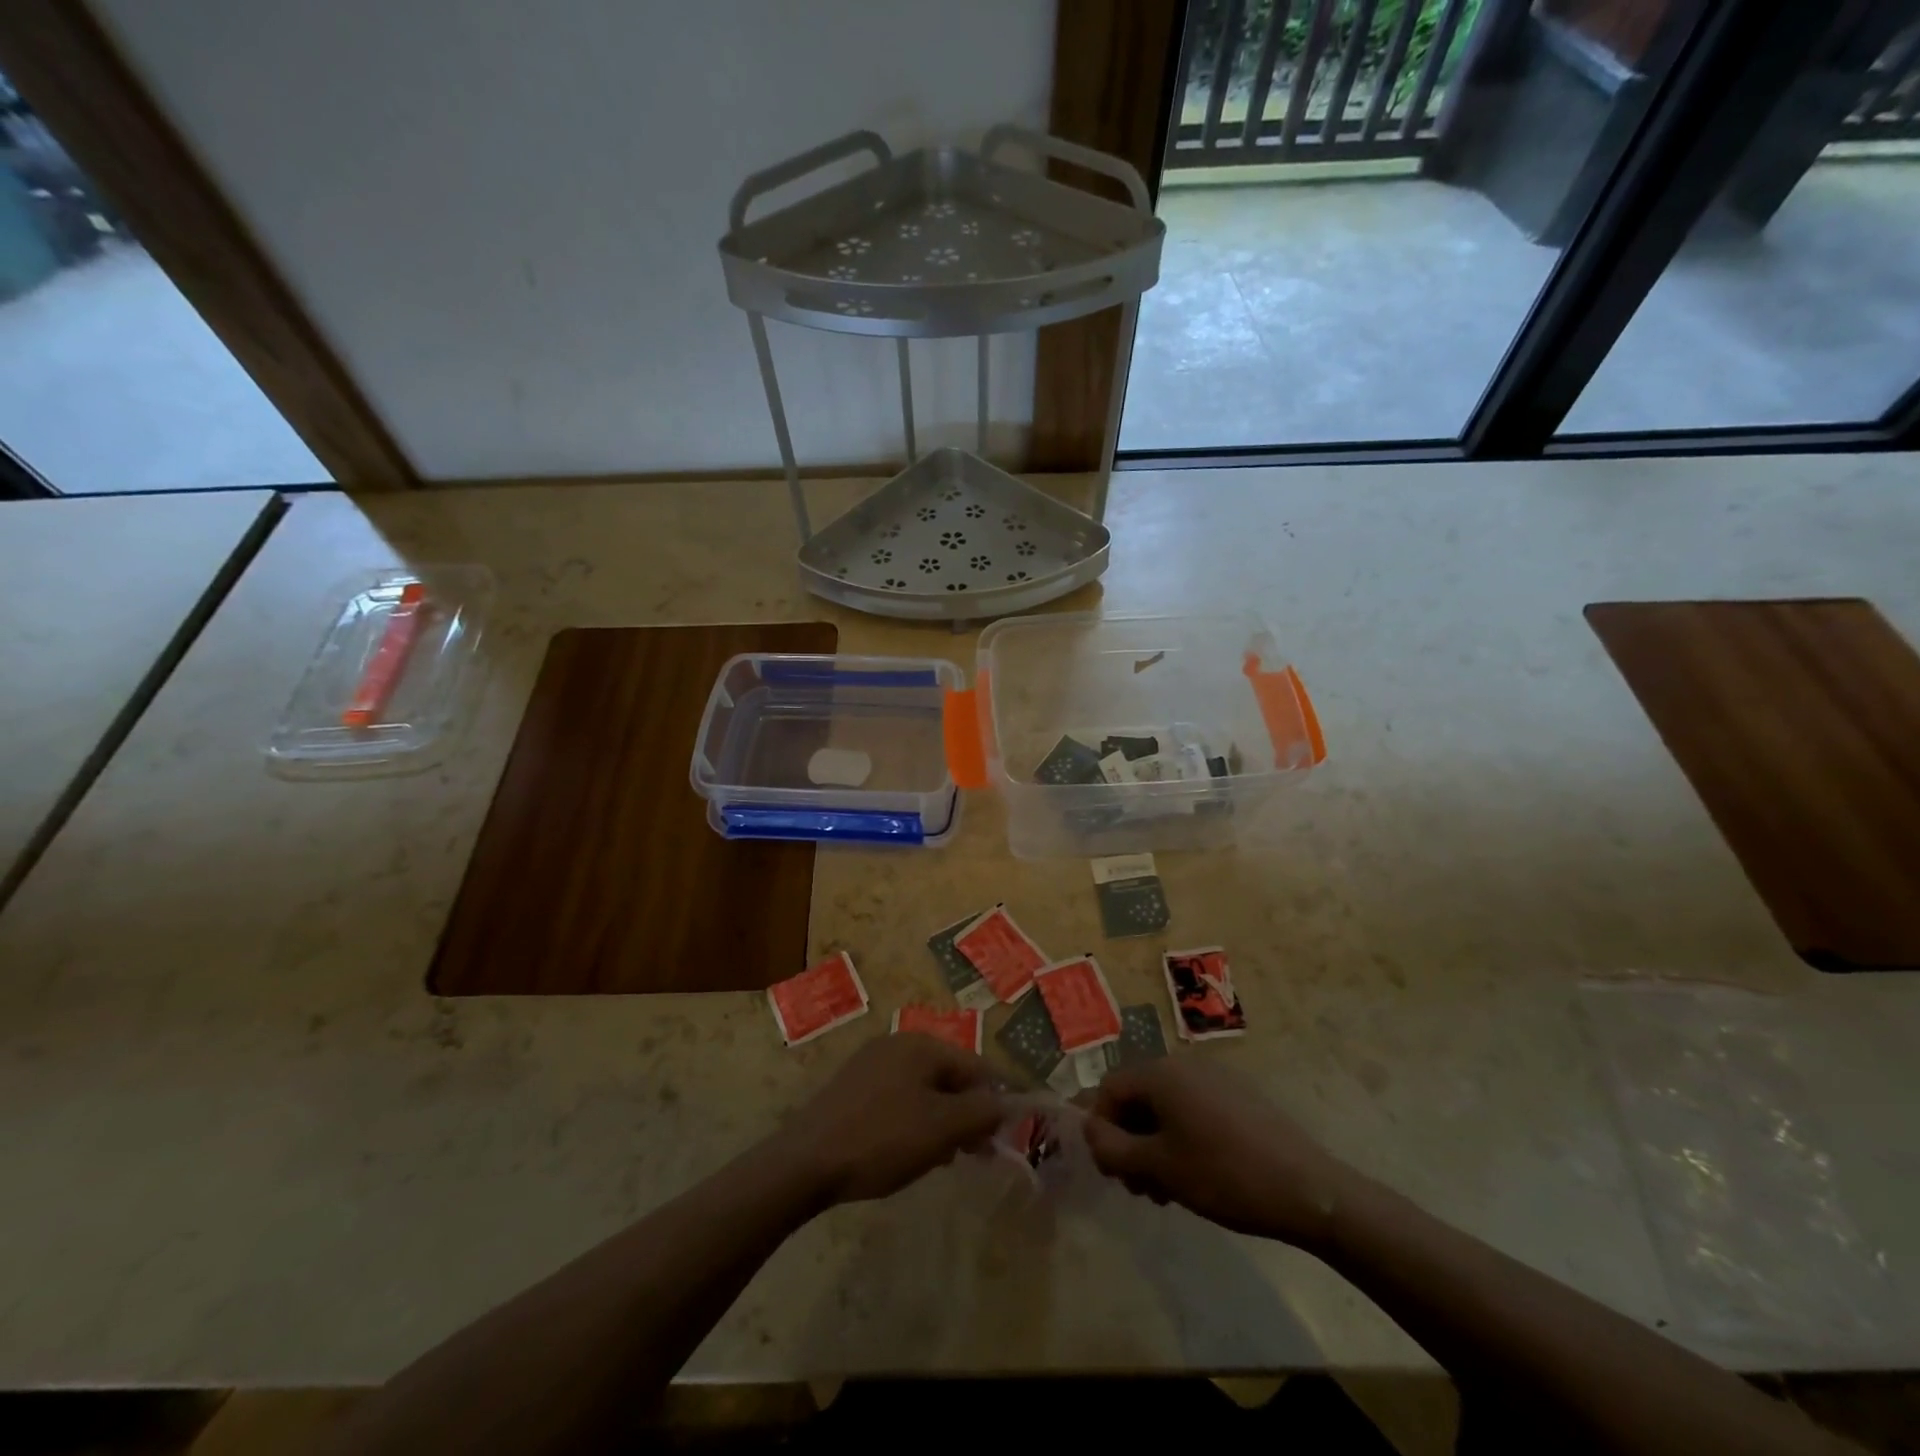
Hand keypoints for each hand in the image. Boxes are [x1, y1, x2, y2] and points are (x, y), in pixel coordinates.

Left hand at [782, 1033, 1003, 1205]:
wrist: (806, 1162)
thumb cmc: (882, 1139)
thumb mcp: (941, 1128)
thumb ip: (981, 1112)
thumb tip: (1006, 1103)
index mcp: (921, 1044)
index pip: (976, 1067)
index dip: (995, 1101)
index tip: (1002, 1140)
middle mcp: (897, 1044)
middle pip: (949, 1076)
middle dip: (966, 1114)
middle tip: (974, 1154)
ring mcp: (871, 1064)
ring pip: (924, 1091)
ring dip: (941, 1122)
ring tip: (940, 1159)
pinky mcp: (853, 1089)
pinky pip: (899, 1100)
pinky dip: (913, 1123)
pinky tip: (907, 1153)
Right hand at [1085, 1059, 1354, 1249]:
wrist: (1307, 1189)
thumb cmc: (1223, 1175)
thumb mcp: (1159, 1168)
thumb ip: (1113, 1148)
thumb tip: (1090, 1131)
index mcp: (1161, 1072)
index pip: (1110, 1089)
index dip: (1101, 1130)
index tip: (1113, 1173)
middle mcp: (1185, 1064)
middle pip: (1137, 1096)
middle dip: (1129, 1140)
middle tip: (1140, 1188)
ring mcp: (1215, 1077)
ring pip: (1165, 1106)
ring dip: (1154, 1144)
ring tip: (1167, 1189)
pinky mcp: (1238, 1096)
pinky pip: (1193, 1109)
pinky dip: (1182, 1137)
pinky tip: (1196, 1175)